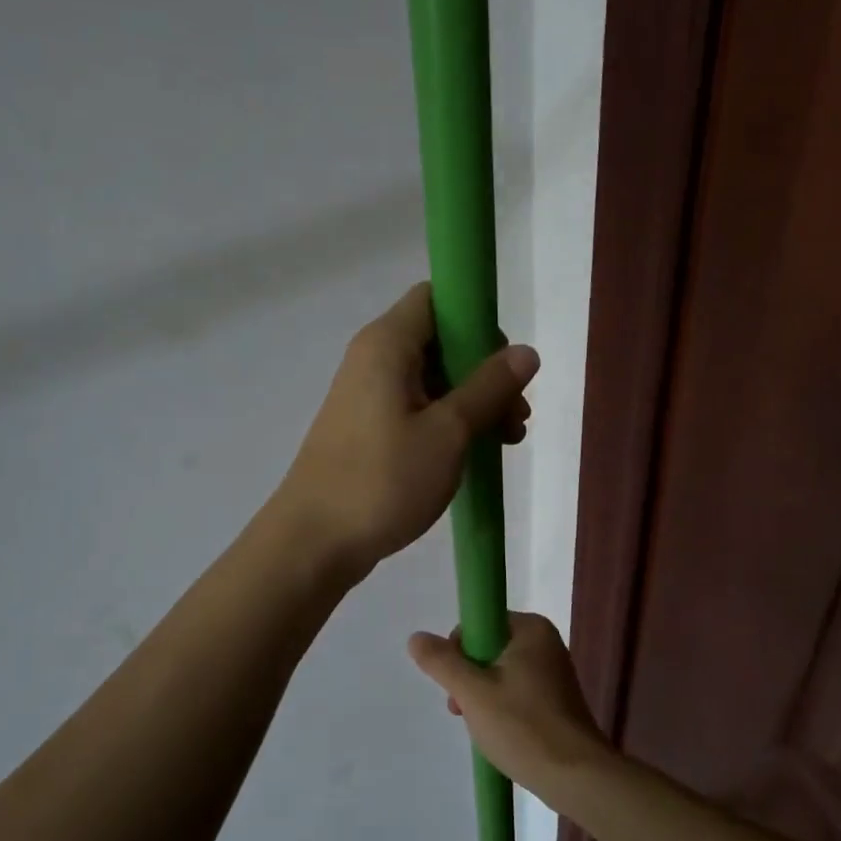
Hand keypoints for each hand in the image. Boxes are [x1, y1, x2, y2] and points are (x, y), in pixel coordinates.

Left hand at [275, 282, 538, 575]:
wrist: (314, 542)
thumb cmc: (382, 480)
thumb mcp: (448, 433)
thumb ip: (488, 388)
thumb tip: (526, 351)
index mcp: (387, 344)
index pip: (437, 298)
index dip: (477, 319)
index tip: (504, 362)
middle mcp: (373, 359)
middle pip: (440, 342)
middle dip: (484, 372)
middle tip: (516, 416)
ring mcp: (367, 397)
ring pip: (432, 381)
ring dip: (472, 403)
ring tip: (506, 441)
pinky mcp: (367, 429)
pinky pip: (416, 409)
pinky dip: (447, 423)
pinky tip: (474, 454)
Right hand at [406, 612, 607, 801]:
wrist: (577, 778)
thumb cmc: (523, 726)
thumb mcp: (472, 692)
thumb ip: (441, 662)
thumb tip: (416, 638)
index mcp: (531, 629)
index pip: (479, 623)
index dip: (459, 649)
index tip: (457, 682)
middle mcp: (545, 643)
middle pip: (487, 648)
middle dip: (468, 678)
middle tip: (463, 709)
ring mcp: (553, 673)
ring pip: (499, 673)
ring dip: (481, 697)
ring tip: (480, 727)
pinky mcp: (556, 701)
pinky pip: (516, 692)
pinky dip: (501, 708)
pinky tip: (498, 734)